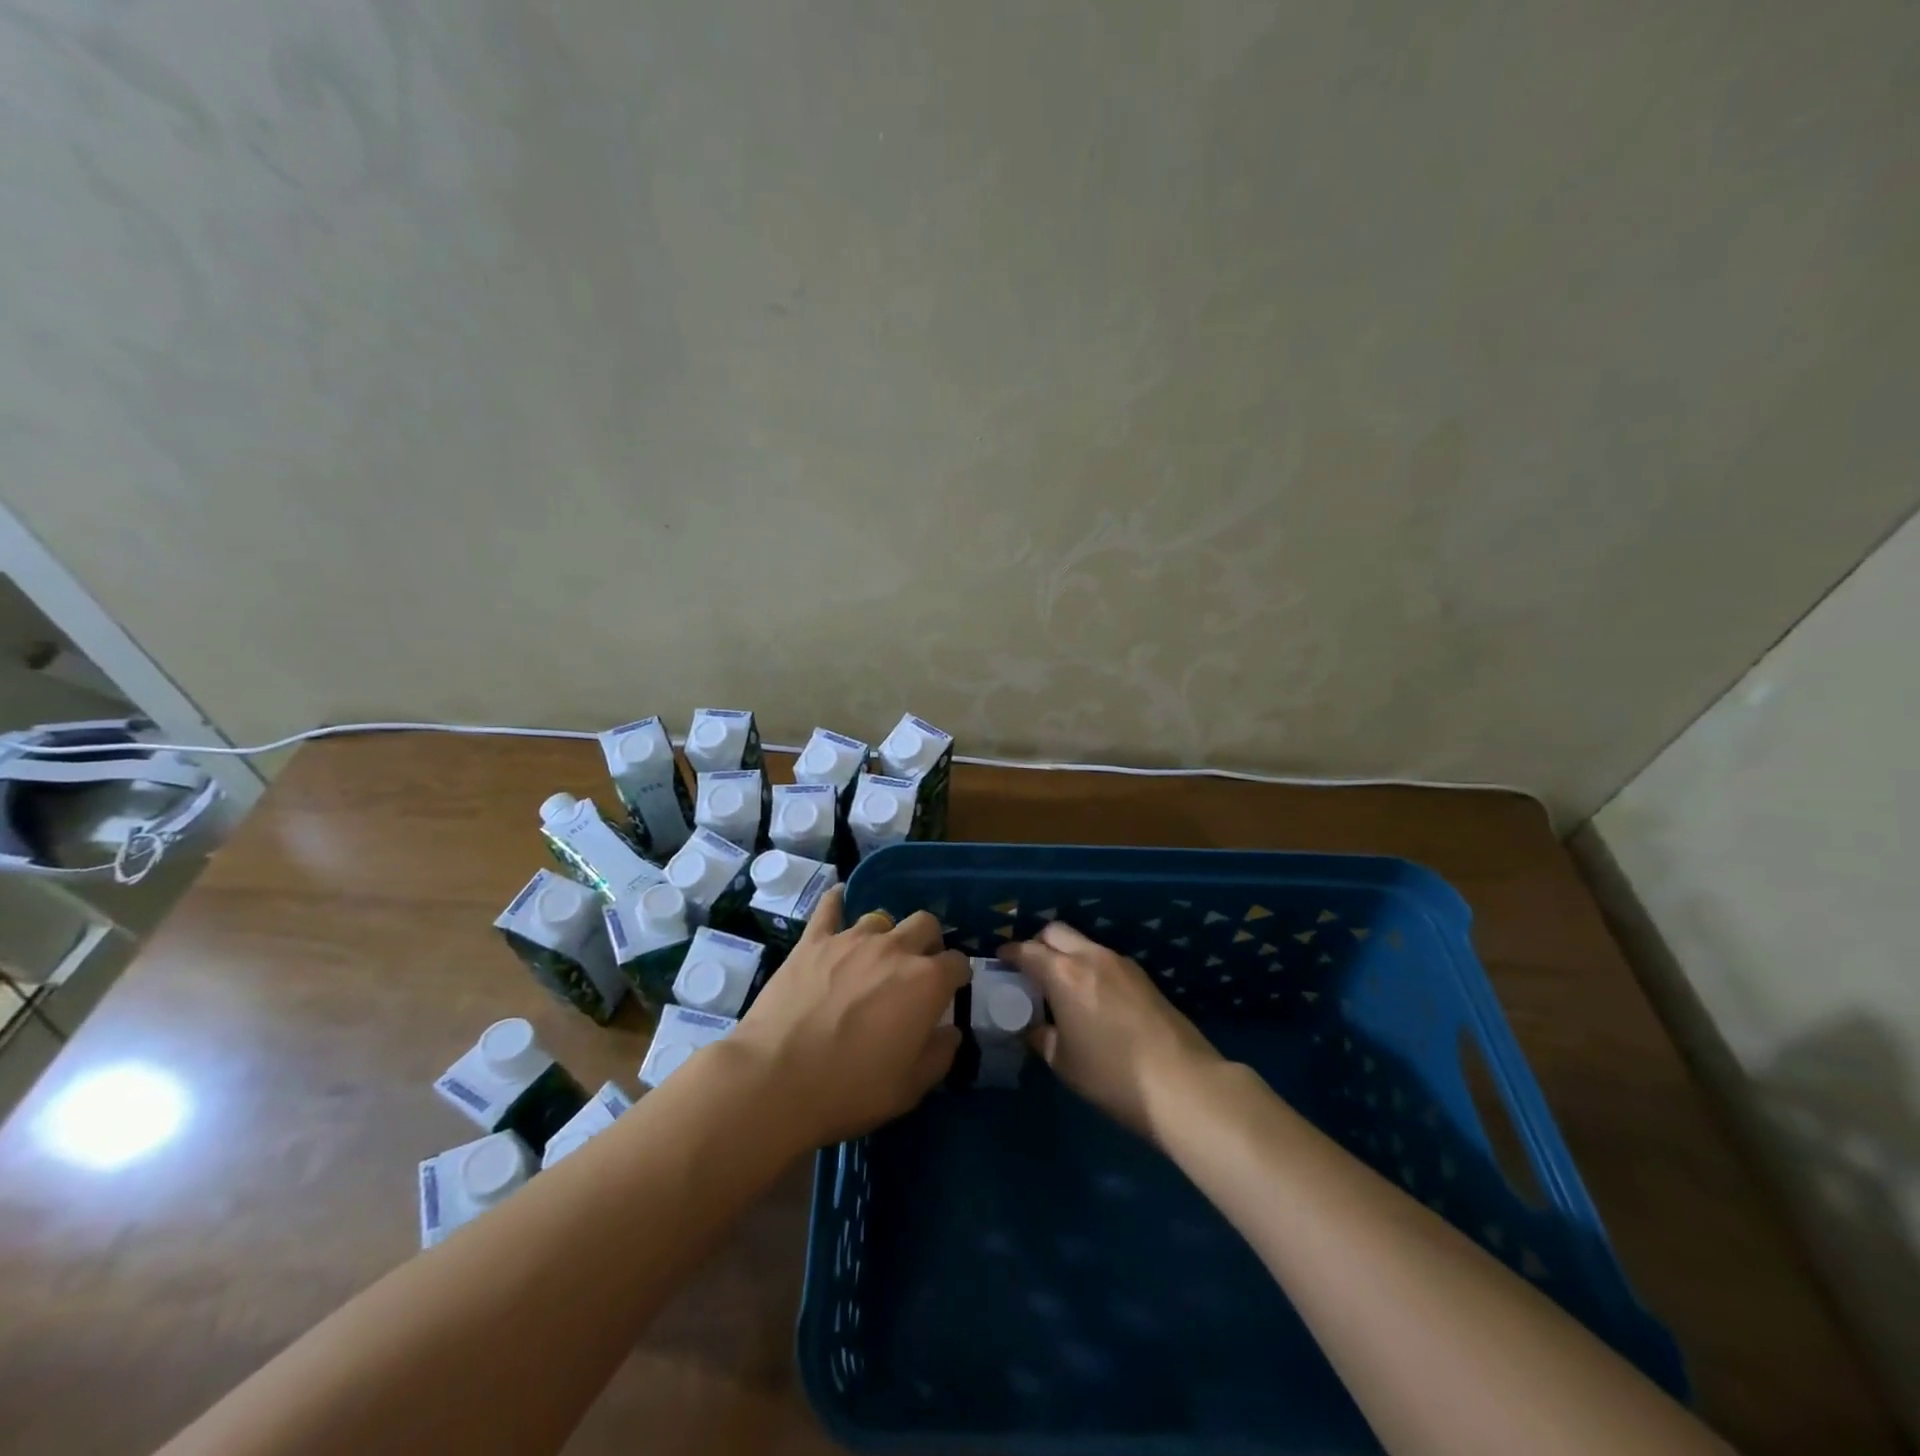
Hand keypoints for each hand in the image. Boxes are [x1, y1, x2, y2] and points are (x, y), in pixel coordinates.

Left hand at [734, 886, 969, 1146]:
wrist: (777, 1079)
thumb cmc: (851, 1089)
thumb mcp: (911, 1087)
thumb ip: (940, 1054)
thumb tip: (950, 1031)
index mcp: (926, 982)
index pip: (958, 963)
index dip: (957, 977)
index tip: (949, 992)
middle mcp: (894, 949)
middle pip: (926, 923)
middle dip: (929, 941)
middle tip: (917, 967)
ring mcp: (851, 939)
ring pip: (881, 917)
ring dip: (886, 934)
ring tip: (875, 956)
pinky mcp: (813, 940)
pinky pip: (829, 907)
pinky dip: (837, 902)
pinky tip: (839, 900)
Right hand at [998, 921, 1221, 1143]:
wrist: (1182, 1083)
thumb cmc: (1112, 1075)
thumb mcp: (1064, 1063)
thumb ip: (1042, 1038)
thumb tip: (1033, 1028)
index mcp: (1064, 974)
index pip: (1027, 950)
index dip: (1010, 953)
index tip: (1001, 960)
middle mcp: (1091, 957)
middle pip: (1056, 932)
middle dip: (1038, 944)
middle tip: (1030, 969)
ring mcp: (1122, 963)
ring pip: (1084, 943)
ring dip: (1067, 954)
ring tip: (1061, 985)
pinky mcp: (1143, 977)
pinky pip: (1105, 959)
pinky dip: (1090, 967)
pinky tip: (1092, 996)